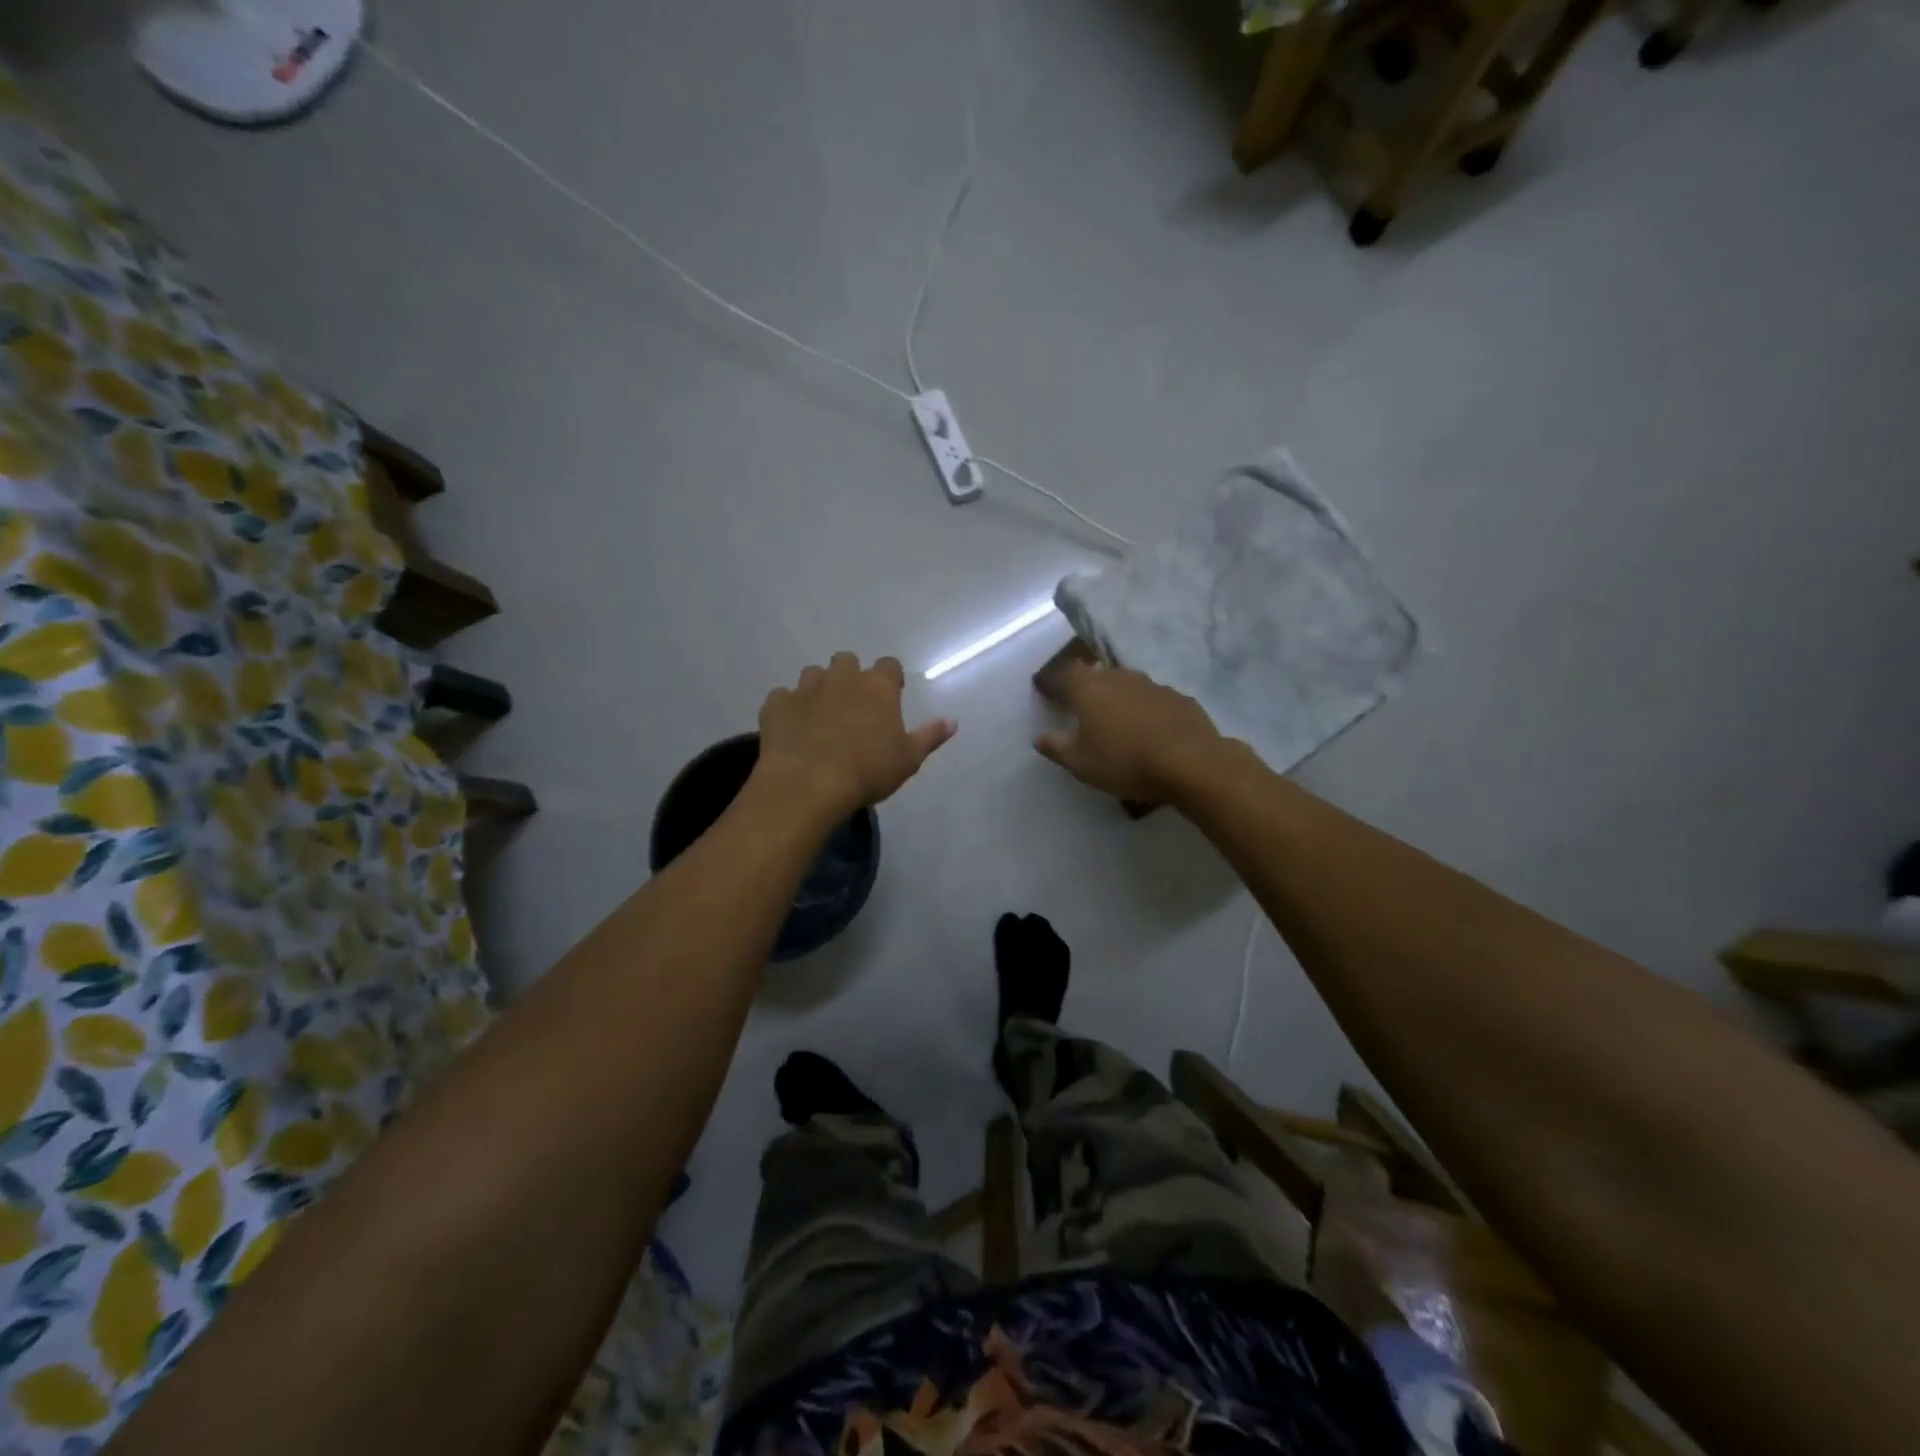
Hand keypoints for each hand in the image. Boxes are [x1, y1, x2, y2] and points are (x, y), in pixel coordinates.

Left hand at [755, 653, 955, 821]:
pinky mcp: (776, 705)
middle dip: (850, 677)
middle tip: (853, 706)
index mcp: (877, 686)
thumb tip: (952, 721)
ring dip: (818, 689)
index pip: (889, 665)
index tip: (890, 697)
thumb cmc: (867, 771)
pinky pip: (782, 698)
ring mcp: (805, 688)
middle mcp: (841, 678)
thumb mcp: (908, 759)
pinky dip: (788, 709)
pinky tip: (792, 729)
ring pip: (813, 674)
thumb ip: (929, 736)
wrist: (808, 785)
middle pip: (847, 661)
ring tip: (821, 717)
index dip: (890, 679)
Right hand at [1034, 659, 1225, 804]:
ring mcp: (1152, 685)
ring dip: (1117, 696)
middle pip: (1096, 674)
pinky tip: (1148, 728)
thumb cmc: (1125, 762)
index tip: (1046, 690)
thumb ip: (1056, 747)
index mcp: (1089, 689)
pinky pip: (1152, 698)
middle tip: (1080, 704)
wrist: (1191, 763)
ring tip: (1114, 717)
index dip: (1053, 681)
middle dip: (1086, 685)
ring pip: (1126, 683)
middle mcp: (1119, 677)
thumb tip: (1039, 737)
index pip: (1064, 674)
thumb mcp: (1080, 763)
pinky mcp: (1179, 698)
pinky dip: (1144, 708)